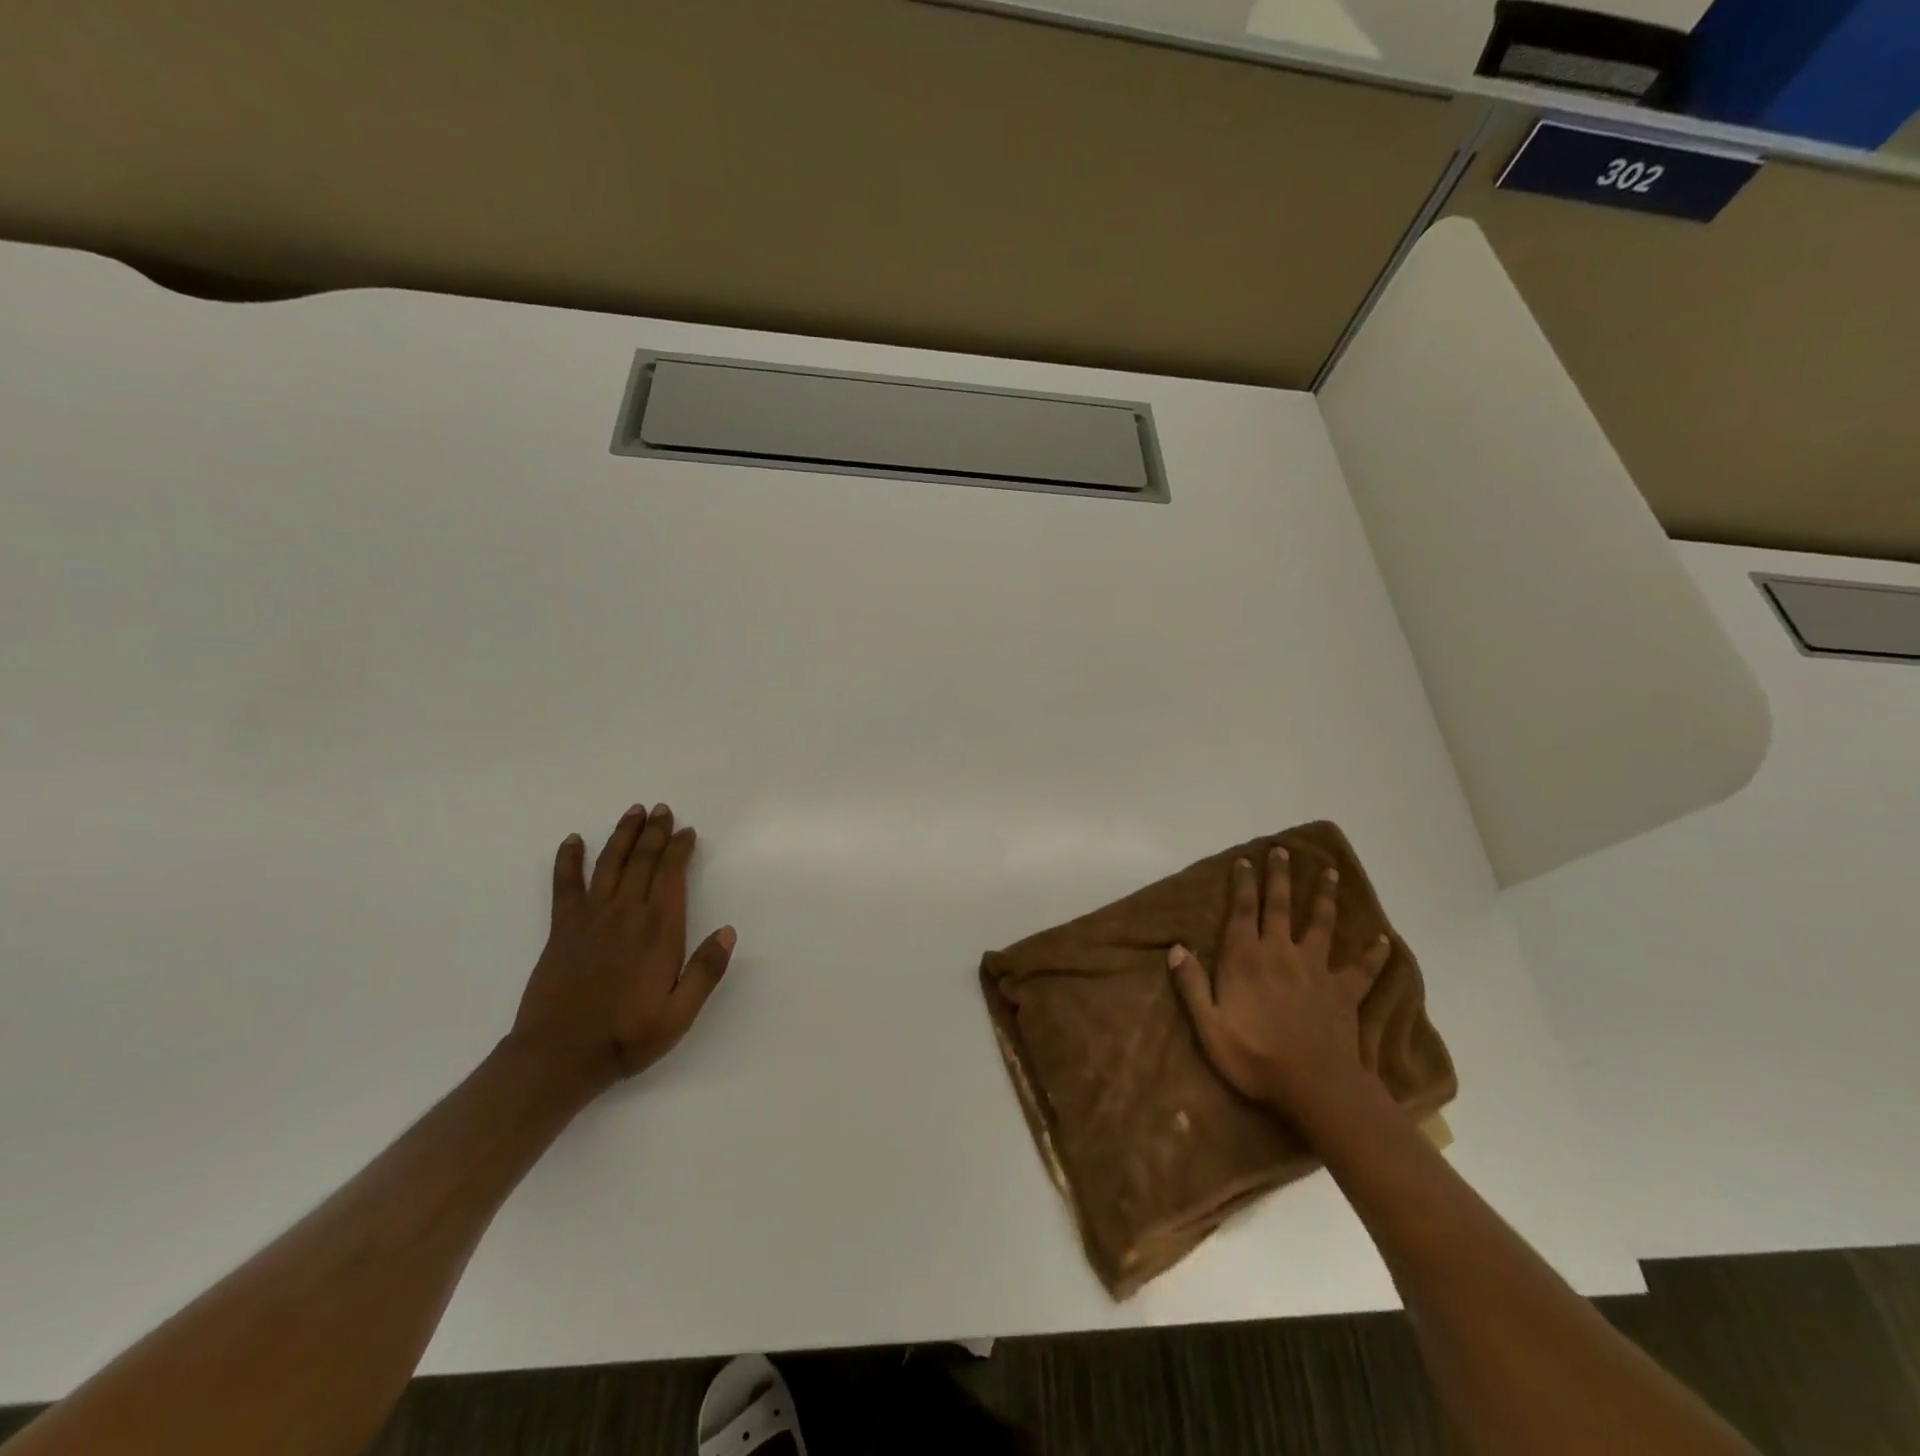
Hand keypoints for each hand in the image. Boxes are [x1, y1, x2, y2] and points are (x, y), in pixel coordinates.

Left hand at [505, 802, 735, 1104]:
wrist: (559, 1057)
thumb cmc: (626, 1037)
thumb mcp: (679, 1015)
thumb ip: (705, 972)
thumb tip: (728, 931)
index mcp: (658, 930)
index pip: (672, 875)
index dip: (680, 849)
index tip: (687, 831)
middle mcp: (626, 913)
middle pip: (642, 860)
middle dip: (655, 832)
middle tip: (663, 809)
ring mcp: (591, 917)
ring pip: (609, 863)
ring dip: (623, 835)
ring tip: (634, 811)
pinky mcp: (562, 928)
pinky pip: (565, 885)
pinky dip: (568, 860)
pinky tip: (573, 840)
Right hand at [1169, 846, 1389, 1116]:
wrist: (1314, 1087)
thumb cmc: (1253, 1058)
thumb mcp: (1209, 1026)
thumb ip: (1192, 985)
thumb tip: (1176, 948)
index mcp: (1246, 958)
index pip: (1242, 910)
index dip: (1243, 884)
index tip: (1245, 861)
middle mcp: (1281, 953)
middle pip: (1280, 906)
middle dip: (1280, 876)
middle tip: (1283, 850)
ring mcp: (1316, 970)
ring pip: (1321, 923)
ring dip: (1324, 896)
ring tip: (1330, 872)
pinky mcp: (1343, 991)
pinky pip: (1361, 968)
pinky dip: (1373, 954)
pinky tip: (1383, 940)